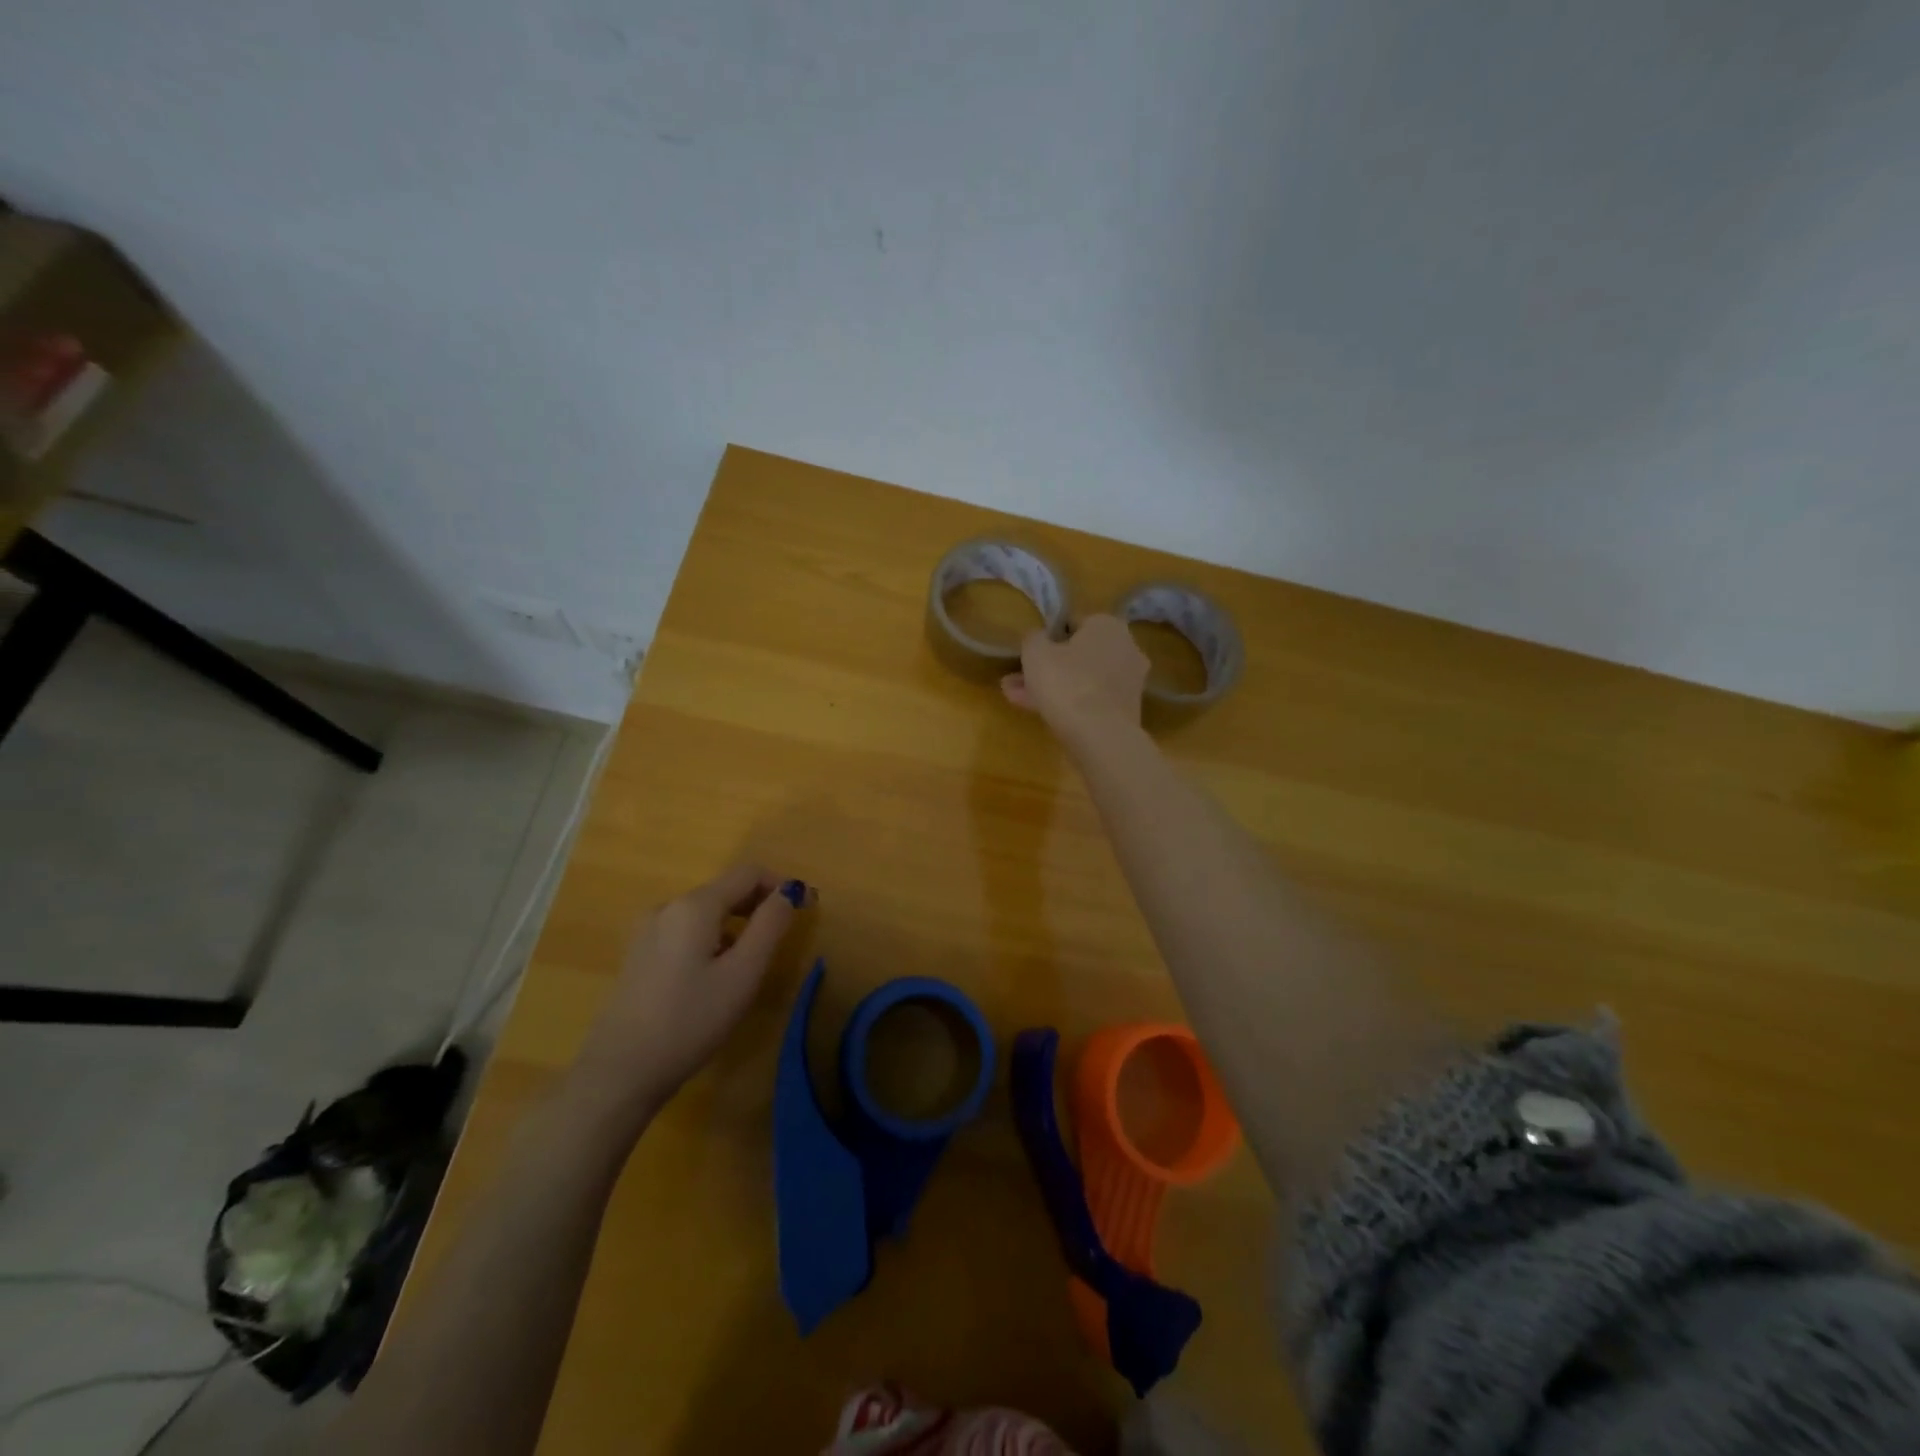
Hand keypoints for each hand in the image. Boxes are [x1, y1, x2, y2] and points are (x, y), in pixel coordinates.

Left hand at [568, 864, 809, 1133]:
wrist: (620, 1072)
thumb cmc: (690, 1021)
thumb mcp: (743, 974)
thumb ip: (770, 925)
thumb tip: (790, 891)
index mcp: (694, 906)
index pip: (748, 873)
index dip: (780, 885)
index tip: (804, 909)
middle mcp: (668, 907)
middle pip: (725, 890)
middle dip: (758, 905)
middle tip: (782, 939)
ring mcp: (647, 930)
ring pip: (705, 912)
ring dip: (735, 925)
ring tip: (748, 964)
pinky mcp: (638, 954)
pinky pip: (685, 931)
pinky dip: (710, 939)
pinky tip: (713, 977)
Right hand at [1002, 614, 1148, 744]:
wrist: (1100, 736)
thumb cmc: (1066, 682)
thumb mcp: (1035, 652)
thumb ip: (1033, 638)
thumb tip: (1038, 638)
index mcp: (1108, 625)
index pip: (1073, 623)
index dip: (1047, 638)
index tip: (1028, 653)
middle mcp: (1126, 648)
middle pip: (1077, 655)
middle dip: (1047, 667)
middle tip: (1017, 678)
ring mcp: (1129, 682)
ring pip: (1081, 679)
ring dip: (1052, 686)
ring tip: (1016, 698)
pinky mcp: (1126, 710)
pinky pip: (1090, 700)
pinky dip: (1068, 704)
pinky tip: (1037, 712)